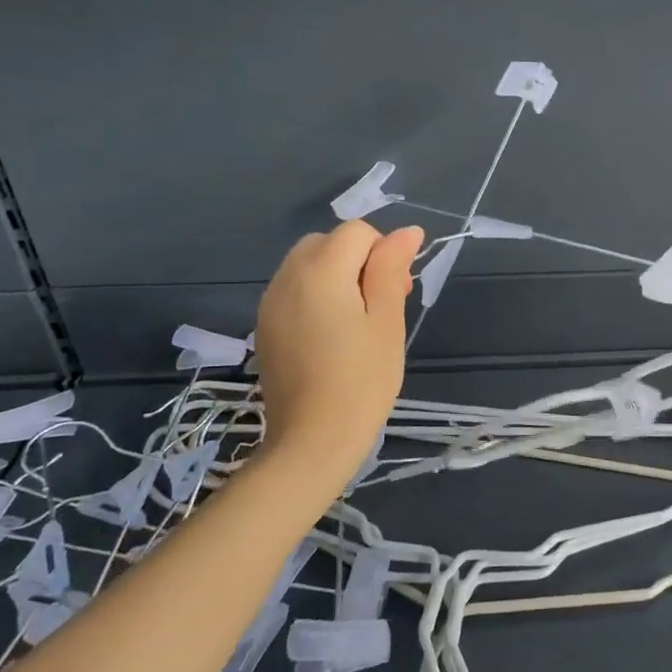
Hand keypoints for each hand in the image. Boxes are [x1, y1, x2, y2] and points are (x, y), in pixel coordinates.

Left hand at [254, 220, 422, 475]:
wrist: (313, 441)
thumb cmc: (362, 380)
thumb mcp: (387, 320)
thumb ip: (392, 268)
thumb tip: (406, 231)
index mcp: (320, 271)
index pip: (357, 231)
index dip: (383, 253)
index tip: (399, 291)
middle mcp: (287, 277)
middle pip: (328, 242)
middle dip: (359, 260)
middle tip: (382, 304)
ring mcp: (270, 302)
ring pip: (309, 264)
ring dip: (337, 276)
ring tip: (358, 322)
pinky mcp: (265, 326)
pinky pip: (294, 289)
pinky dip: (317, 295)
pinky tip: (331, 335)